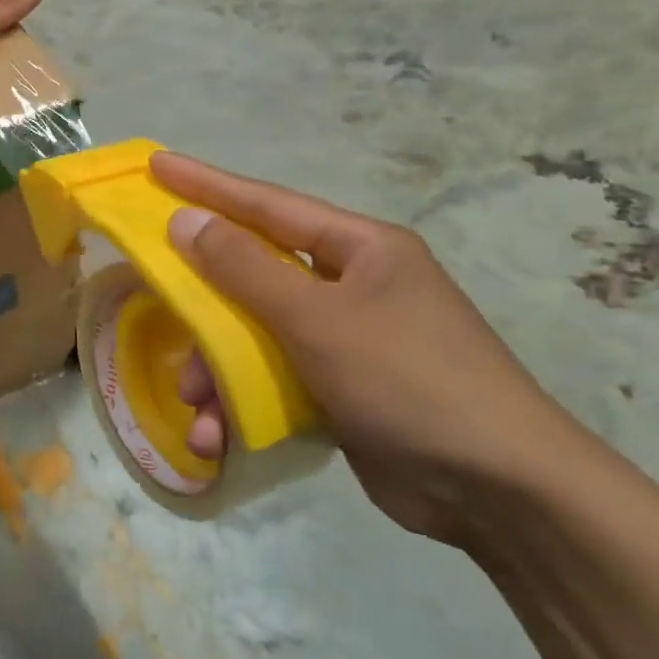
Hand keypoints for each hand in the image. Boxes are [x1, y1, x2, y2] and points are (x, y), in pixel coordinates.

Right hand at [152, 153, 584, 543]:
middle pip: (253, 275)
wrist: (502, 494)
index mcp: (359, 249)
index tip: (156, 165)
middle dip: (204, 305)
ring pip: (256, 335)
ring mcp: (347, 338)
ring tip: (196, 407)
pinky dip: (243, 404)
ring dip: (218, 370)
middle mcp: (351, 285)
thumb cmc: (408, 380)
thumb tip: (184, 220)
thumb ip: (243, 269)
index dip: (206, 184)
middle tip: (156, 304)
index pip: (266, 204)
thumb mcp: (316, 318)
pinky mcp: (341, 389)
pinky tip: (220, 436)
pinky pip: (274, 379)